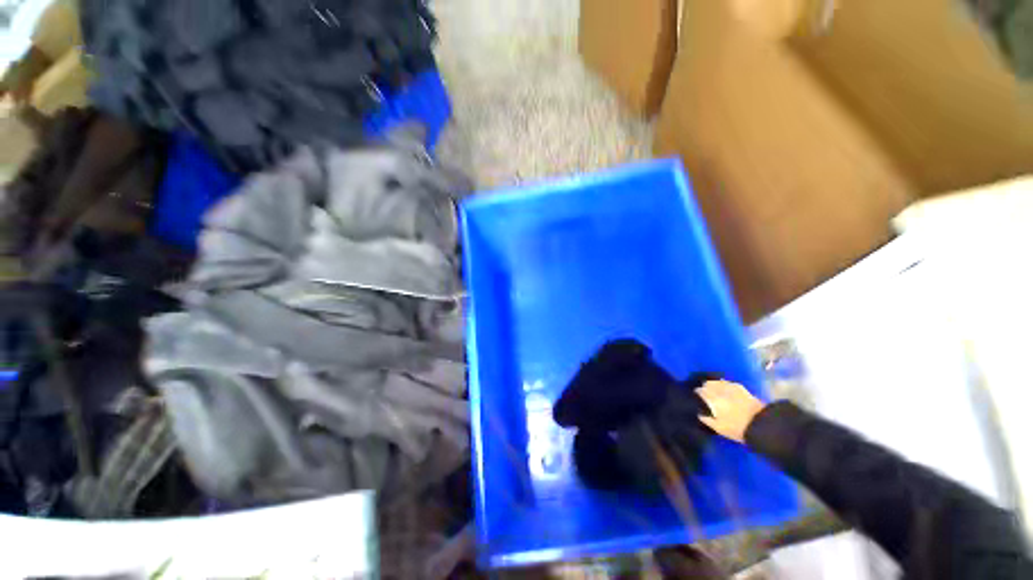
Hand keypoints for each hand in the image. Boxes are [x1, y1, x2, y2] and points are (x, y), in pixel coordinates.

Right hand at [697, 380, 765, 442]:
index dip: (697, 394)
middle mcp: (718, 389)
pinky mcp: (740, 387)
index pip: (699, 391)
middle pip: (706, 384)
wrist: (762, 425)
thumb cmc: (737, 428)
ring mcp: (730, 386)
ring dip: (713, 385)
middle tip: (705, 396)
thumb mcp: (718, 428)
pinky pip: (726, 383)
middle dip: (704, 388)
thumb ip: (706, 419)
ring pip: (716, 382)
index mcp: (711, 398)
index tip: (696, 399)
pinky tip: (725, 390)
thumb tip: (698, 413)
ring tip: (714, 392)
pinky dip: (723, 385)